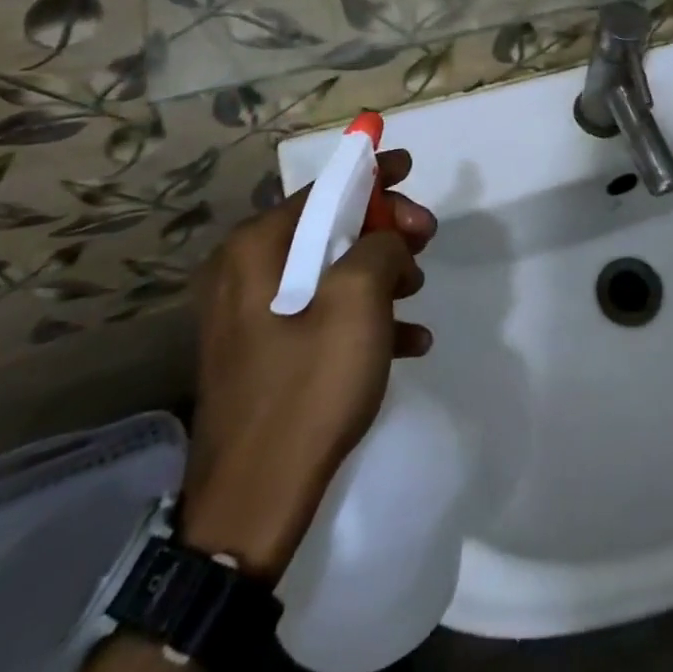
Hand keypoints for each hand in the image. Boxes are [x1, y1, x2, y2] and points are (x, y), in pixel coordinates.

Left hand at [179, 151, 435, 578]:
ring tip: (417, 294)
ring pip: (331, 270)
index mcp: (257, 248)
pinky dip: (364, 317)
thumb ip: (381, 245)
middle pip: (330, 228)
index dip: (372, 173)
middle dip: (385, 231)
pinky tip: (410, 340)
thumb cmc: (307, 386)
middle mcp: (245, 272)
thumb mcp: (359, 300)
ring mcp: (252, 316)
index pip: (324, 188)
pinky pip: (322, 315)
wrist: (252, 504)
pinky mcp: (265, 353)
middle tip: (427, 242)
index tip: (409, 167)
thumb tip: (387, 240)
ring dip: (381, 274)